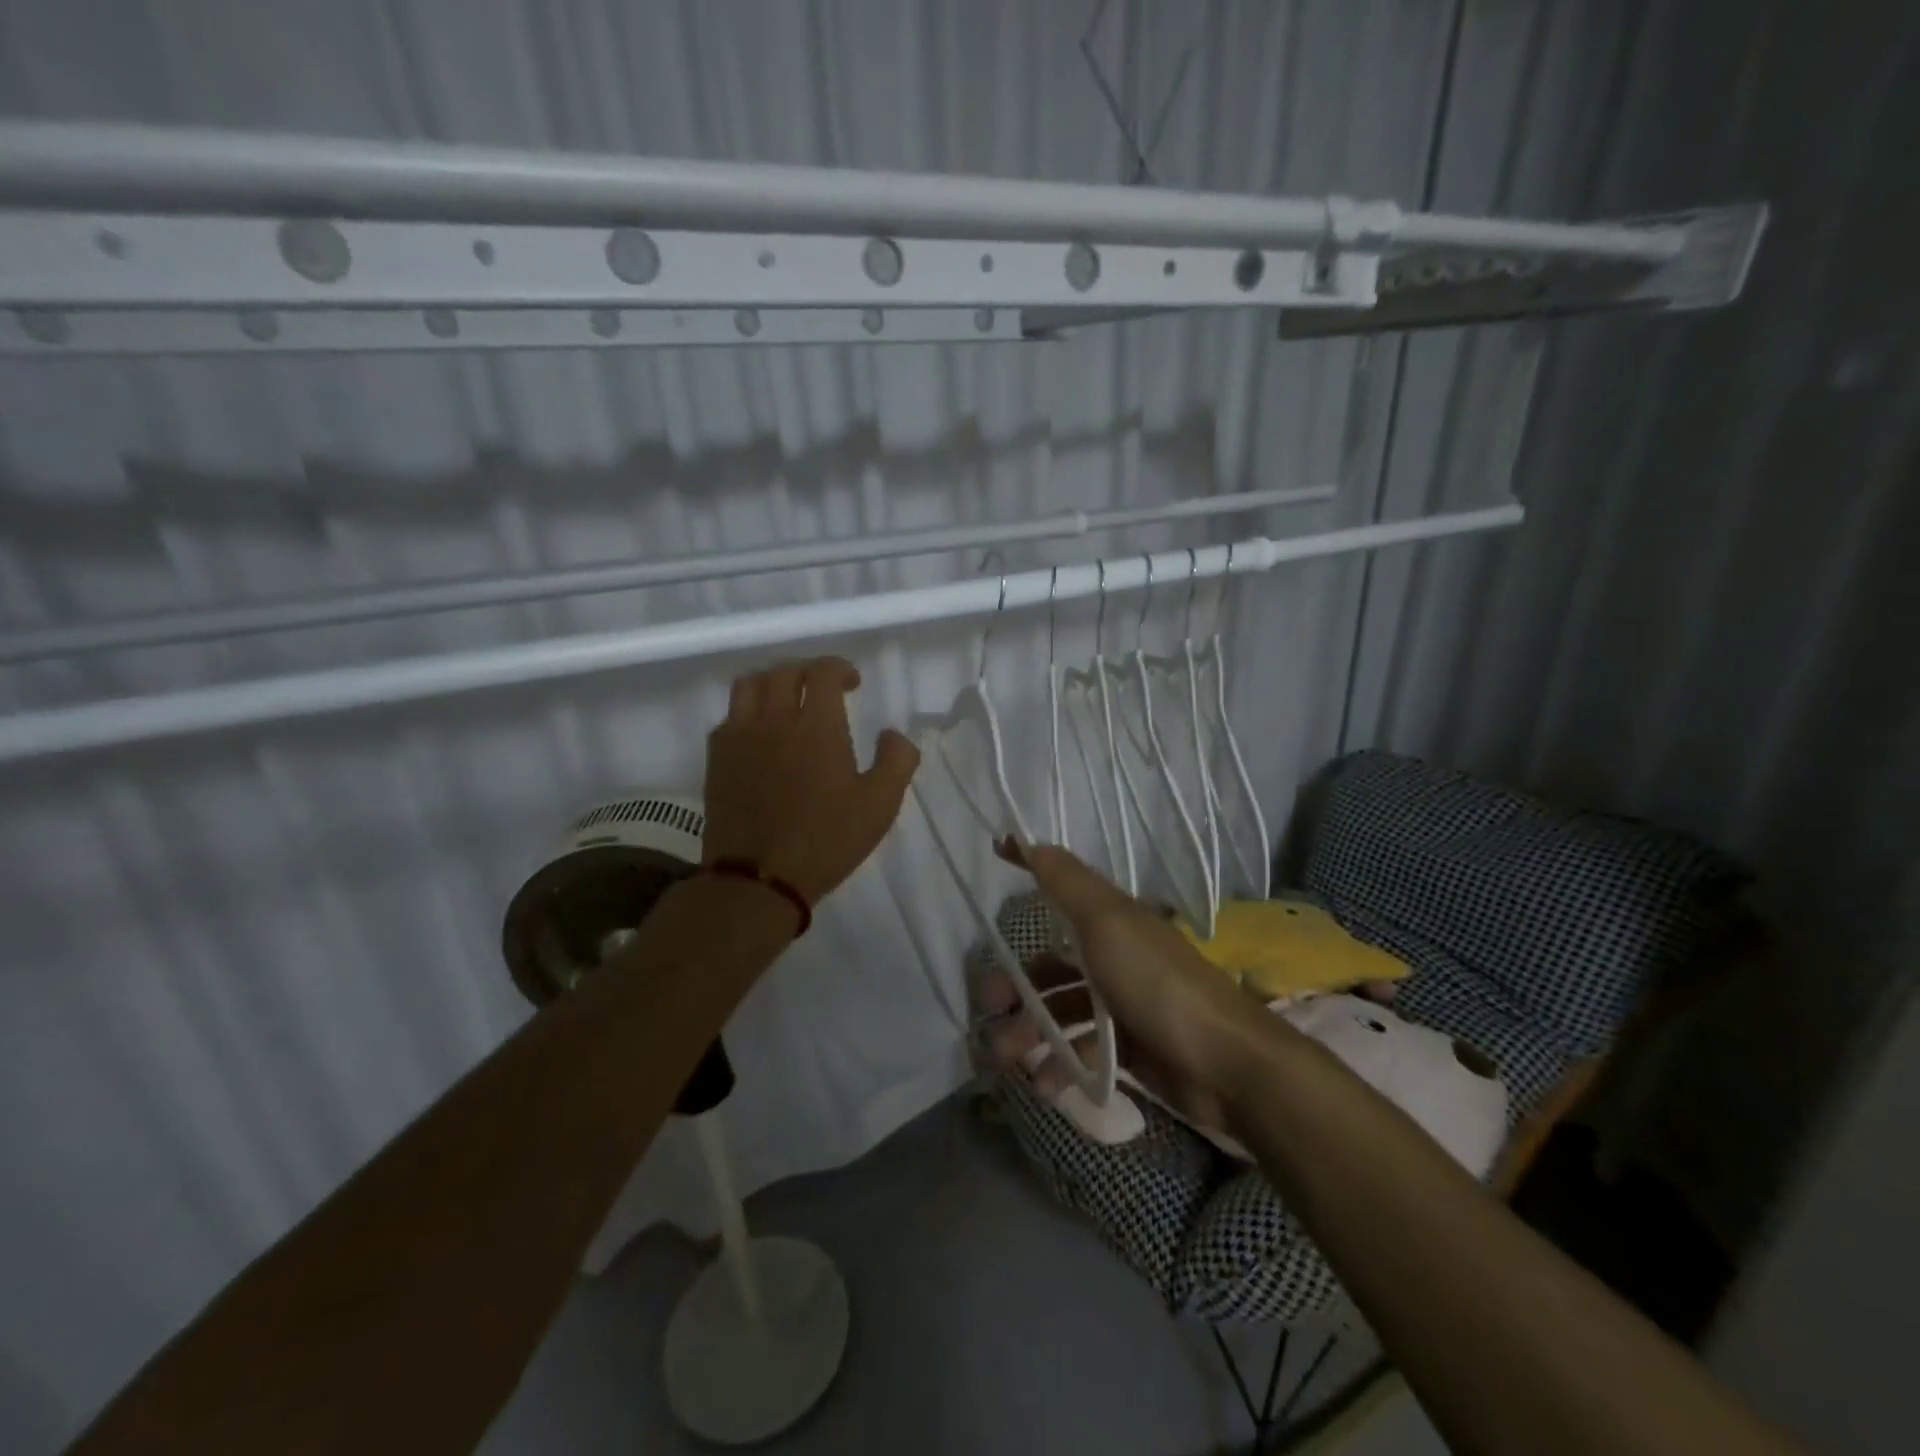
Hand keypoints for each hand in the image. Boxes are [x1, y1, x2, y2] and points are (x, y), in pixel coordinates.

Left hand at [703, 656, 919, 906]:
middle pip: (785, 670)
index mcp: (817, 726)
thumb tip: (892, 733)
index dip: (840, 668)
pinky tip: (760, 733)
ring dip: (773, 682)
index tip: (853, 684)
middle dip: (808, 671)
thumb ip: (897, 760)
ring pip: (750, 684)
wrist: (758, 879)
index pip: (823, 672)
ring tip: (788, 700)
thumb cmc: (826, 840)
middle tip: (823, 690)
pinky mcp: (717, 758)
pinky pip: (729, 715)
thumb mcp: (880, 805)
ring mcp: (739, 736)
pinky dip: (748, 711)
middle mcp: (775, 719)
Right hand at [995, 839, 1258, 1119]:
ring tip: (1004, 1059)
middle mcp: (1115, 958)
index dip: (1030, 868)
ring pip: (1062, 1013)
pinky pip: (1085, 1053)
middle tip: (985, 1009)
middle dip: (1015, 987)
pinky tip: (1048, 1086)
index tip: (996, 853)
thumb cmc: (1157, 983)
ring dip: (1029, 1034)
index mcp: (1112, 922)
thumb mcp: (1107, 922)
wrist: (1225, 1063)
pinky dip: (1062, 1066)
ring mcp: (1124, 1006)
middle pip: (1053, 966)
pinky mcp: (1132, 1050)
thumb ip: (1066, 883)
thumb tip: (1027, 837)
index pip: (1061, 888)